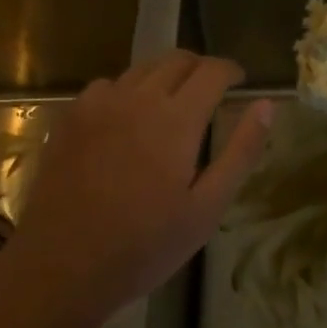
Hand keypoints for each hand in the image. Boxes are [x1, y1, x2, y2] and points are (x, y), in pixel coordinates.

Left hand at [7, 50, 272, 322]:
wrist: (60, 268)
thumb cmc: (144, 245)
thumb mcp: (207, 208)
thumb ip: (240, 151)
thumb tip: (266, 105)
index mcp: (176, 118)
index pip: (212, 70)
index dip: (231, 70)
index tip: (240, 81)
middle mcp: (139, 97)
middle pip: (178, 59)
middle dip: (201, 67)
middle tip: (212, 90)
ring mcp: (100, 103)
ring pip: (143, 68)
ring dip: (166, 75)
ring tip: (172, 102)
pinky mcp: (72, 116)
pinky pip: (108, 85)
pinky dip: (128, 90)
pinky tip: (126, 119)